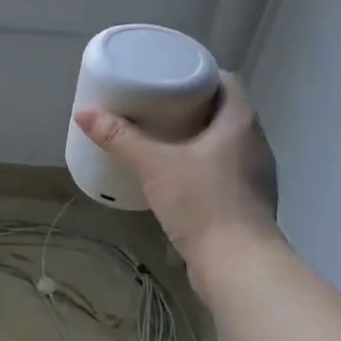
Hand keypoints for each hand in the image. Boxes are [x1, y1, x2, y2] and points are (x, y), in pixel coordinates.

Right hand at [73, 72, 279, 276]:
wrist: (238, 265)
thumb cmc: (202, 202)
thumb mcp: (154, 165)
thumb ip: (120, 139)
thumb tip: (84, 114)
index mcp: (240, 123)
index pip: (227, 83)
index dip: (200, 75)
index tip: (169, 76)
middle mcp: (255, 144)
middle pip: (225, 112)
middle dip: (193, 106)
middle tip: (156, 105)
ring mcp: (256, 176)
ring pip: (226, 144)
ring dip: (199, 138)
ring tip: (163, 138)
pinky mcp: (248, 203)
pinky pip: (225, 171)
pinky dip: (203, 165)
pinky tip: (178, 176)